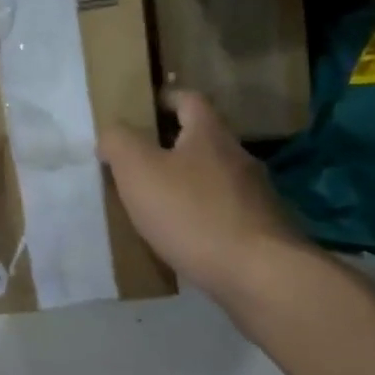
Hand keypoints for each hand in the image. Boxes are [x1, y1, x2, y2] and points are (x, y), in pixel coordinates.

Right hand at [98, 89, 307, 303]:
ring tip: (157, 203)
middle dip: (172, 146)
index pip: (189, 99)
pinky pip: (224, 212)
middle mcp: (239, 156)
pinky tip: (185, 236)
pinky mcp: (262, 230)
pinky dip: (203, 216)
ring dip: (188, 184)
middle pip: (203, 139)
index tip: (141, 110)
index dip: (164, 99)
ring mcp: (256, 195)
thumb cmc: (191, 213)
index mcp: (210, 134)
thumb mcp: (138, 171)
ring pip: (214, 177)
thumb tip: (112, 133)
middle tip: (138, 162)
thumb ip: (119, 143)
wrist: (258, 274)